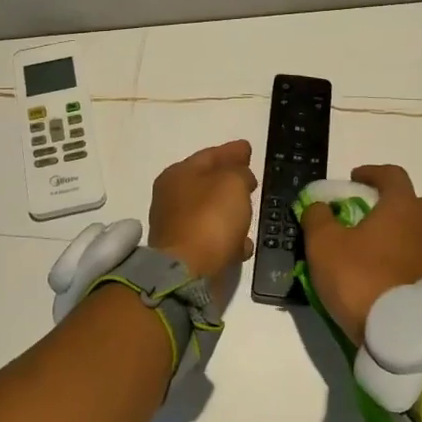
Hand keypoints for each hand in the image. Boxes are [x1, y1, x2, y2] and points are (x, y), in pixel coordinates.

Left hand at [148, 140, 257, 289]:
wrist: (187, 273)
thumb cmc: (210, 218)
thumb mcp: (232, 183)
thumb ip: (239, 172)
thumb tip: (241, 177)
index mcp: (178, 174)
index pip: (209, 155)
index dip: (231, 151)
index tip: (248, 148)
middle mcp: (172, 198)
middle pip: (206, 182)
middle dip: (229, 180)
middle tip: (250, 178)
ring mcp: (176, 227)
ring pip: (210, 212)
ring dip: (229, 211)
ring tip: (249, 210)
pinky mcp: (185, 254)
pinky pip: (212, 238)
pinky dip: (227, 238)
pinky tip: (243, 244)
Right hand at [300, 164, 421, 347]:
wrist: (406, 334)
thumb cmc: (362, 277)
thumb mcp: (324, 245)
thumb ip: (317, 218)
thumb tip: (318, 206)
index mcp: (403, 206)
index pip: (392, 174)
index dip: (372, 172)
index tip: (355, 178)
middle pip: (416, 204)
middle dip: (394, 205)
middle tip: (371, 217)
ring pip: (421, 235)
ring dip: (401, 237)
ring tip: (374, 253)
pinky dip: (406, 264)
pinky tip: (386, 278)